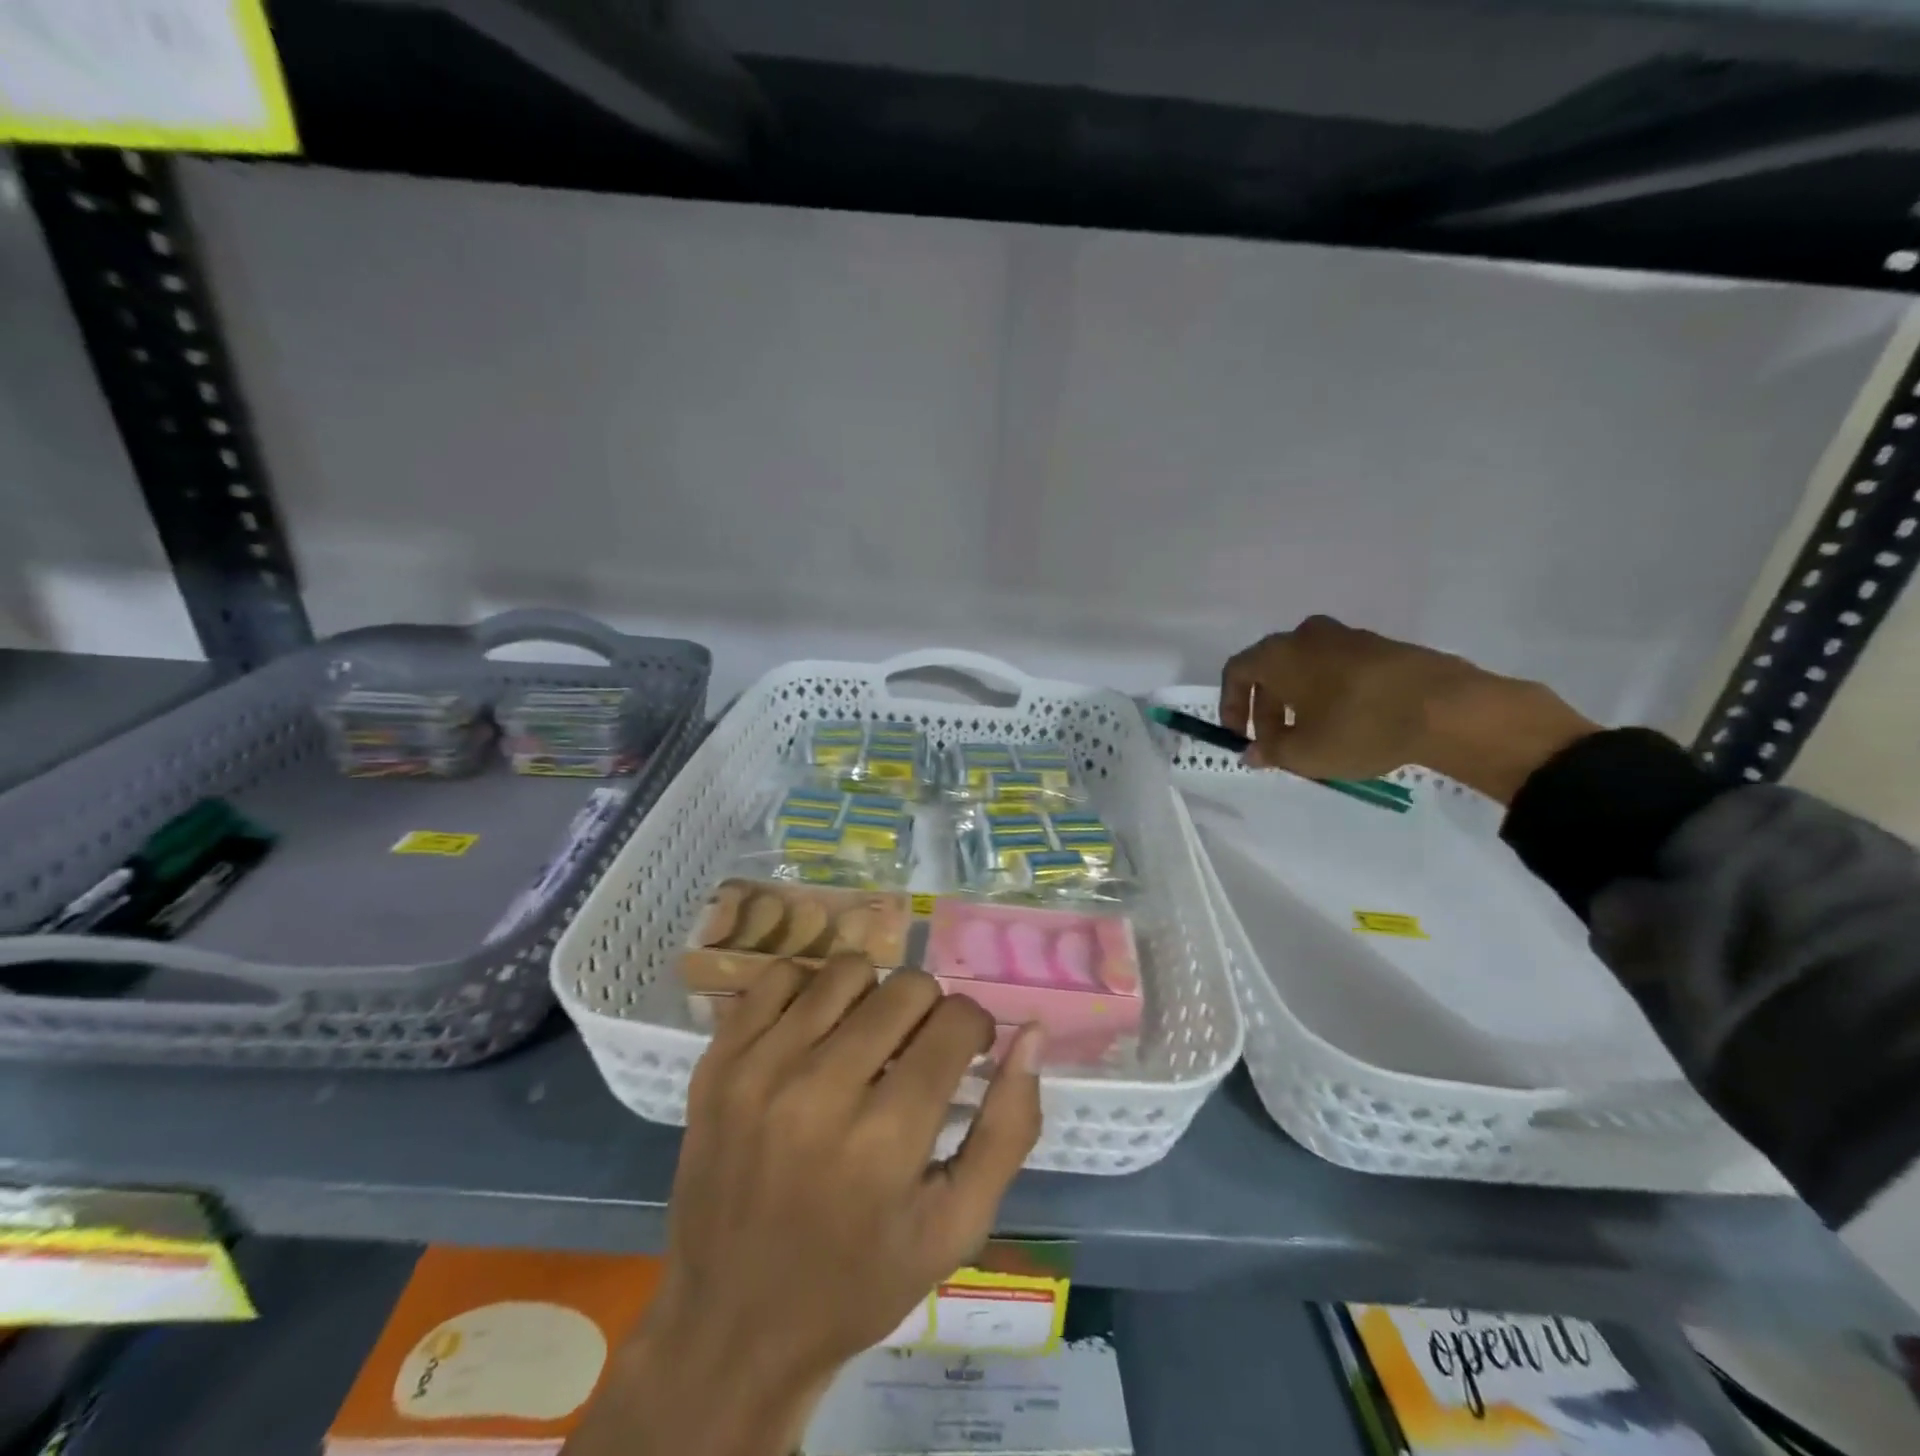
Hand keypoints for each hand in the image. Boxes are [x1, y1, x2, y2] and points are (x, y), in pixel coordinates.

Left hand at [569, 956, 1044, 1455]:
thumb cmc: (859, 1280)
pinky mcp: (718, 1061)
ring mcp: (759, 1069)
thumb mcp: (955, 1227)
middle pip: (906, 987)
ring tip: (865, 1042)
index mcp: (885, 1139)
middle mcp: (819, 1090)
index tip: (966, 1054)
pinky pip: (779, 977)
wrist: (731, 1323)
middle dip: (929, 1011)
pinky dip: (809, 994)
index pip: (956, 1022)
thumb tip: (1030, 1034)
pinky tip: (815, 1036)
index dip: (974, 1029)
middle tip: (916, 1053)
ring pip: (847, 970)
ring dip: (872, 997)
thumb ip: (1008, 1128)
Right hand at [1220, 615, 1596, 803]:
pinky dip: (1330, 693)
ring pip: (1307, 668)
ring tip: (1313, 737)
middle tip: (1277, 745)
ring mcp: (1348, 637)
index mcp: (1280, 654)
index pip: (1237, 671)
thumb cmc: (1358, 727)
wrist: (1447, 708)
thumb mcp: (1304, 753)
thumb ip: (1270, 752)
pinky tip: (1348, 724)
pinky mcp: (1382, 647)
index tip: (1240, 736)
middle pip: (1271, 669)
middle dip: (1267, 709)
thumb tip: (1252, 751)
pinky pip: (1339, 669)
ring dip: (1299, 702)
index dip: (1230, 705)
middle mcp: (1307, 636)